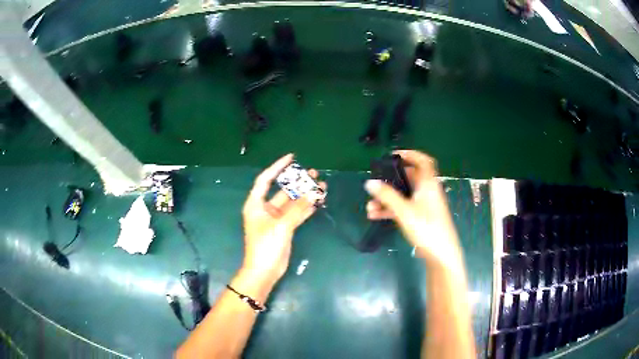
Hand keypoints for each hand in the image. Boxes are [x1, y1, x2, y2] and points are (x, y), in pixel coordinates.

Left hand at [241, 154, 324, 283]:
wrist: (264, 271)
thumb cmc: (265, 246)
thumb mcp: (280, 225)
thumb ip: (297, 209)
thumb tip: (314, 192)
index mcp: (256, 204)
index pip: (266, 180)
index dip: (277, 167)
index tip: (291, 157)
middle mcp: (265, 209)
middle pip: (283, 191)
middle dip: (297, 182)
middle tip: (314, 174)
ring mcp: (275, 219)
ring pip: (292, 203)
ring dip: (305, 196)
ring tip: (321, 187)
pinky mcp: (284, 229)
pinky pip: (296, 214)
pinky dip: (306, 209)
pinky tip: (317, 202)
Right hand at [364, 150, 463, 270]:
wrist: (440, 254)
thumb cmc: (426, 227)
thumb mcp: (404, 210)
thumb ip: (387, 196)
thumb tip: (369, 182)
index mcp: (428, 184)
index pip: (423, 161)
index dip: (410, 154)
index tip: (394, 155)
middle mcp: (427, 191)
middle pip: (409, 179)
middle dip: (390, 181)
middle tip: (376, 184)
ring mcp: (424, 205)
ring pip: (403, 195)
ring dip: (387, 199)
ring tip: (370, 206)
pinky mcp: (421, 217)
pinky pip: (403, 208)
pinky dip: (391, 209)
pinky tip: (375, 216)